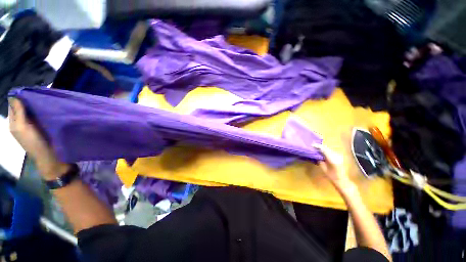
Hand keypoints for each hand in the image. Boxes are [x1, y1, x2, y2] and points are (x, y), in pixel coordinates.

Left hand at [8, 98, 69, 179]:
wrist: (50, 156)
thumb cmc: (34, 142)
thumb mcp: (22, 128)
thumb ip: (18, 113)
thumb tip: (14, 96)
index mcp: (14, 122)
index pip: (14, 104)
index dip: (19, 97)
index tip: (29, 90)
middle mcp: (21, 122)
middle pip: (22, 106)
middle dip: (28, 99)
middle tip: (38, 93)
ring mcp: (32, 124)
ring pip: (31, 110)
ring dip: (36, 104)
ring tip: (43, 99)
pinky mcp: (42, 126)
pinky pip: (39, 114)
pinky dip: (41, 110)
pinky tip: (47, 107)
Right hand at [315, 144, 354, 192]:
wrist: (342, 180)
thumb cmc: (331, 176)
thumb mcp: (323, 168)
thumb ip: (320, 160)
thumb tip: (316, 154)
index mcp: (332, 159)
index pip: (324, 150)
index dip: (318, 146)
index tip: (312, 145)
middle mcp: (336, 156)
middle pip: (327, 148)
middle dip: (320, 146)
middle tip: (313, 146)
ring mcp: (339, 156)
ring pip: (329, 149)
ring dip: (323, 148)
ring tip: (316, 148)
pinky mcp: (339, 157)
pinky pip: (331, 151)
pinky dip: (326, 150)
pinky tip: (322, 151)